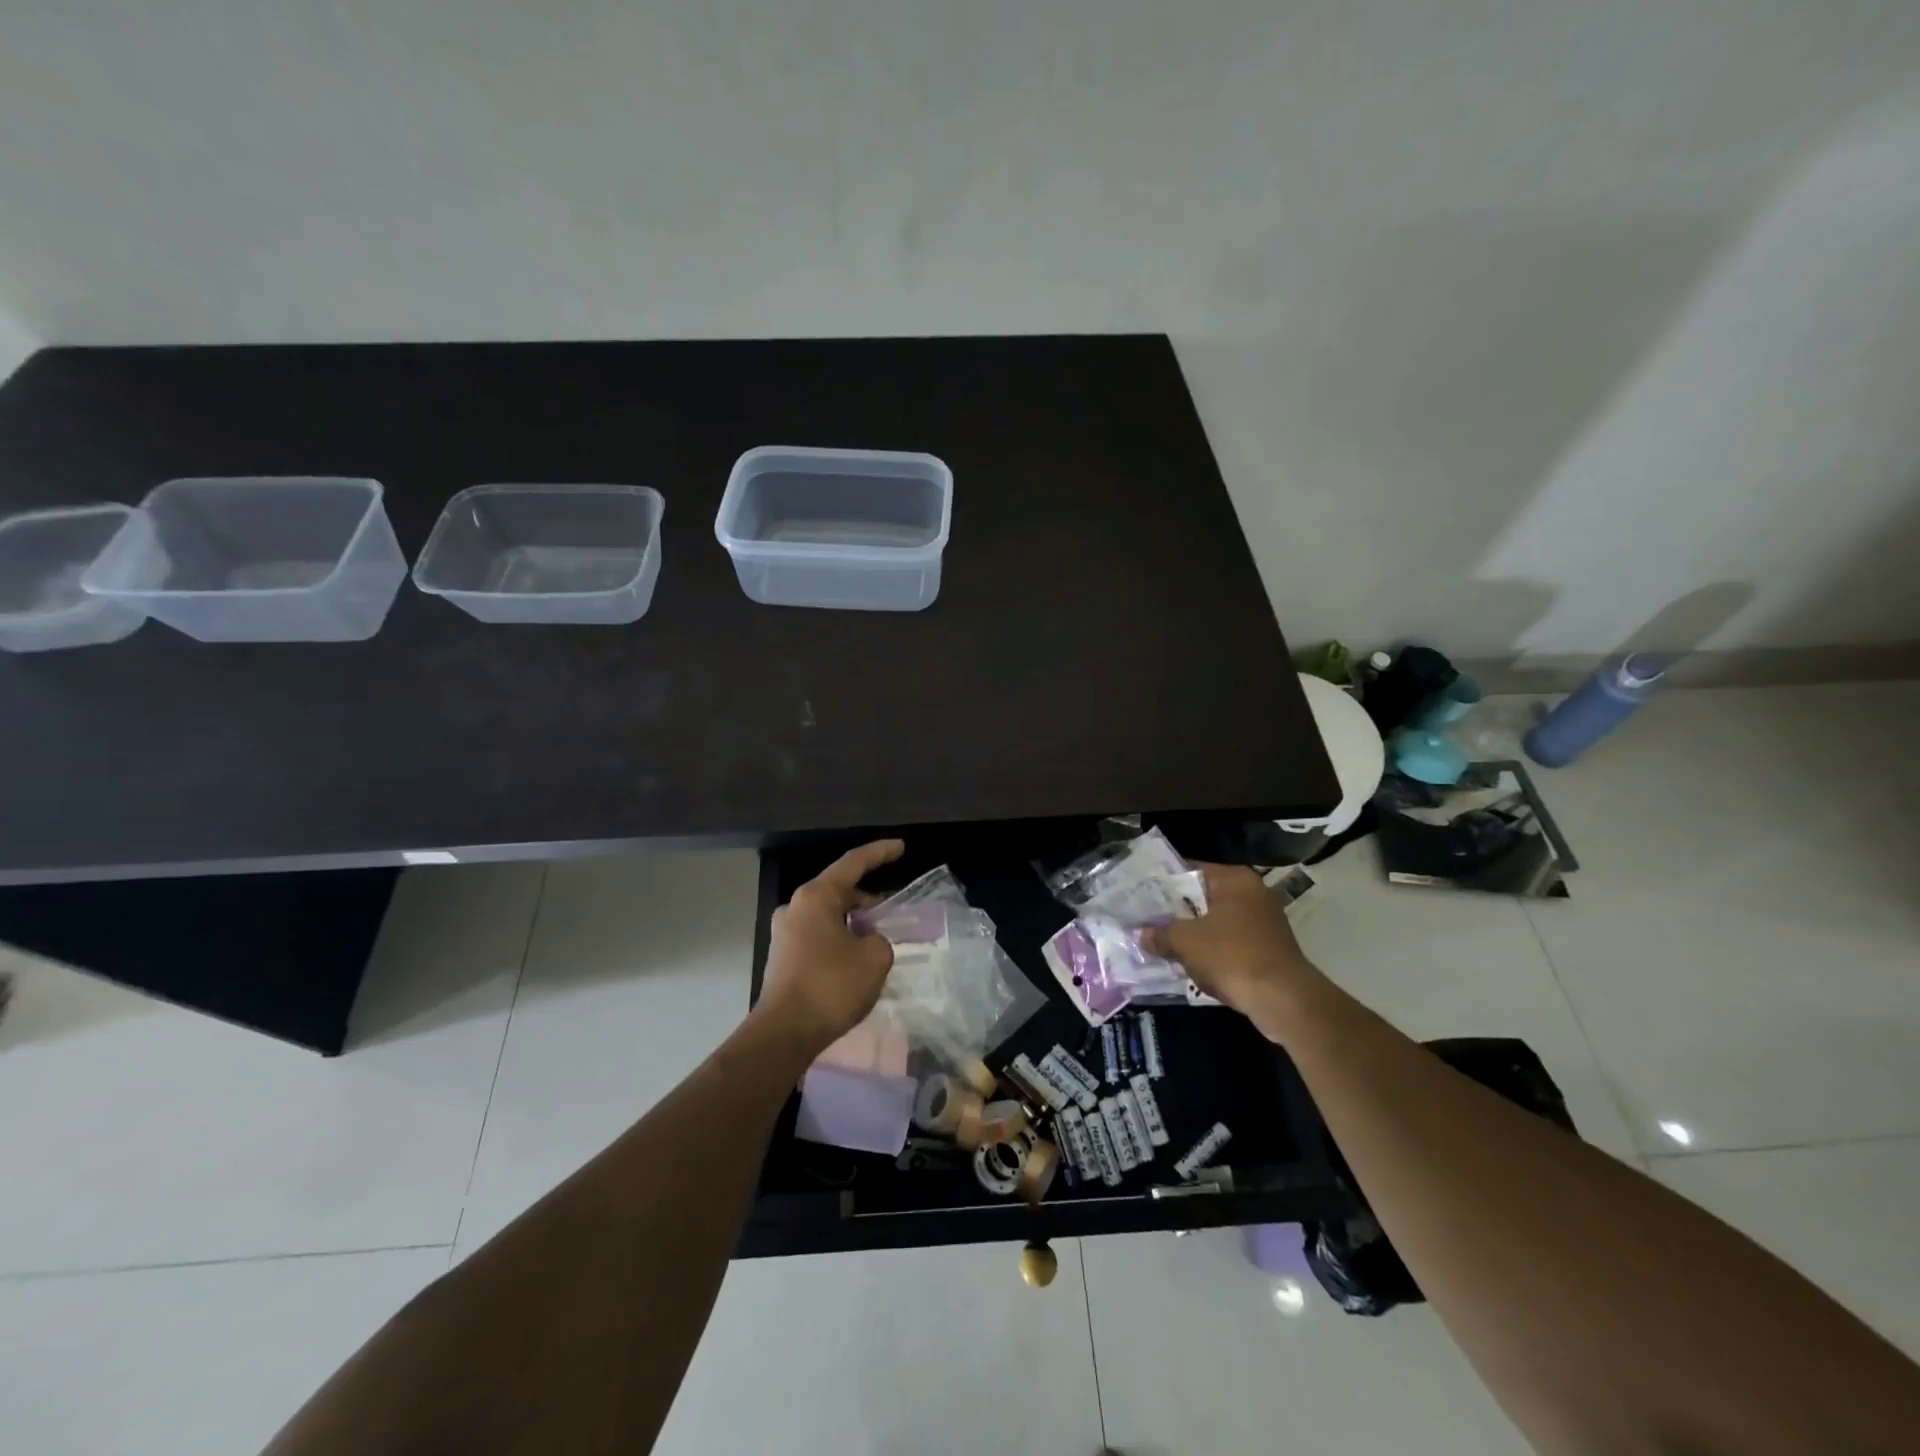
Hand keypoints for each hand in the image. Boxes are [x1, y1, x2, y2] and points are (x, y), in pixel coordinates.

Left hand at [755, 839, 904, 1057]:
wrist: (784, 1034)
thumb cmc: (831, 987)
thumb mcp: (874, 958)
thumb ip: (880, 939)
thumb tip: (868, 941)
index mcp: (816, 897)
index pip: (853, 863)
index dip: (879, 853)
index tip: (901, 847)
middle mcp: (795, 907)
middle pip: (839, 891)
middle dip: (867, 900)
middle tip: (892, 914)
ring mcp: (784, 932)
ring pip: (828, 915)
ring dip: (853, 922)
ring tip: (877, 941)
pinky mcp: (782, 956)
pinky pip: (818, 935)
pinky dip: (839, 938)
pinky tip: (855, 960)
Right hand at [1140, 862, 1331, 1041]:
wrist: (1283, 1000)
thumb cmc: (1232, 956)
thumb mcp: (1185, 942)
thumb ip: (1160, 934)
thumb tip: (1142, 935)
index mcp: (1236, 879)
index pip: (1191, 870)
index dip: (1163, 883)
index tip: (1141, 894)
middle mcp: (1254, 893)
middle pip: (1204, 897)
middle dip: (1177, 911)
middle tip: (1147, 919)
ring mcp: (1265, 921)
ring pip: (1217, 922)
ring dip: (1194, 933)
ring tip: (1163, 942)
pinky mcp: (1269, 948)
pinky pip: (1231, 942)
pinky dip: (1213, 950)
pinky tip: (1191, 963)